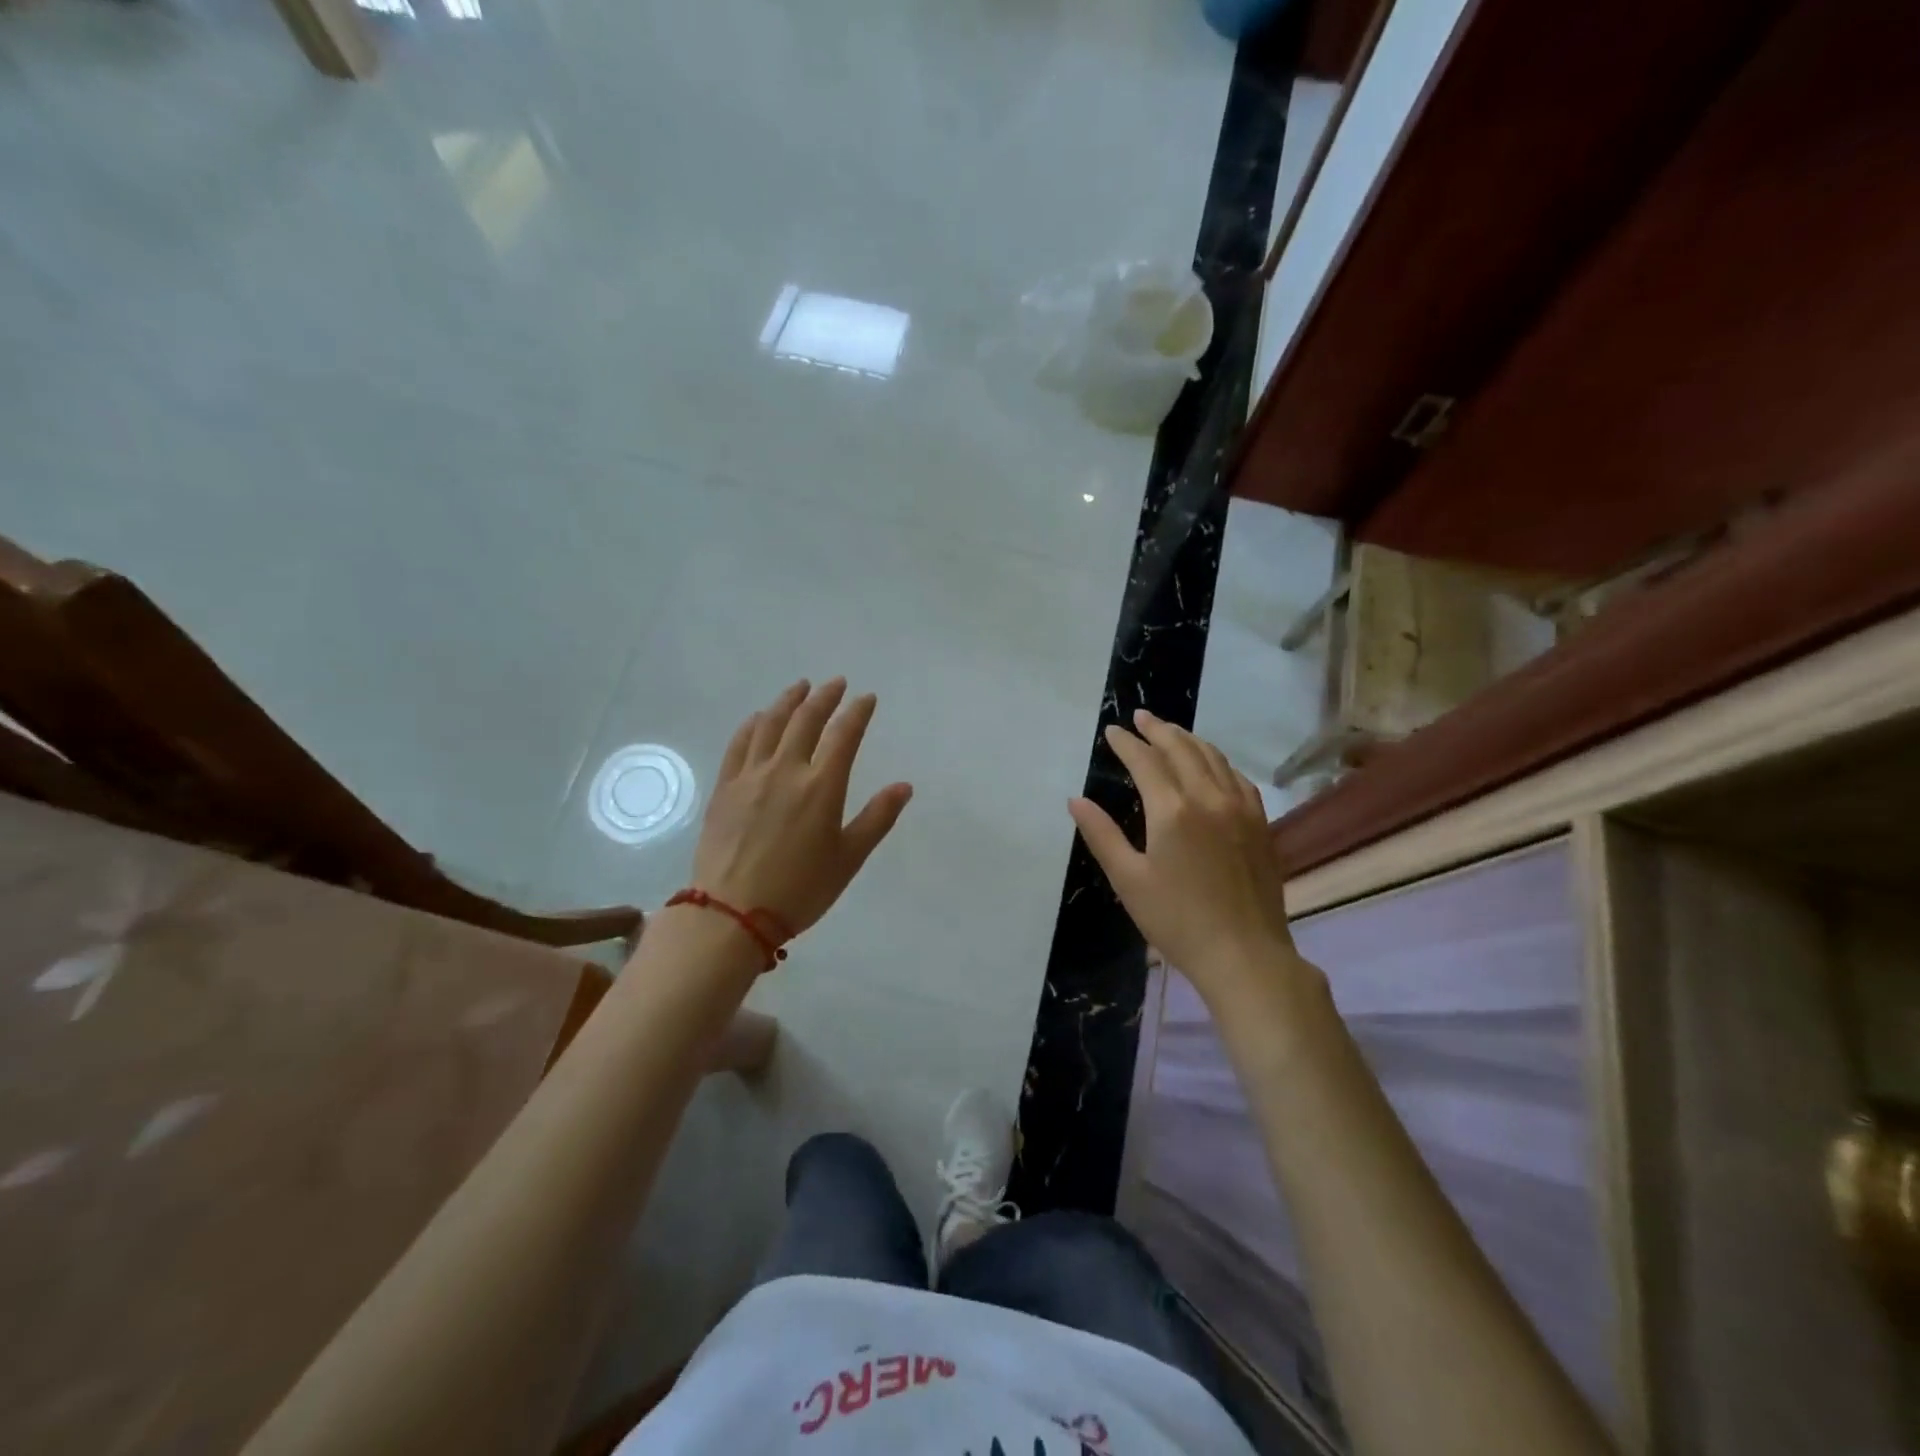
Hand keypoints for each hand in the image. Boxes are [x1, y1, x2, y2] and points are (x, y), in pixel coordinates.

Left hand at [691, 678, 911, 936]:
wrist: (732, 914)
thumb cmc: (800, 890)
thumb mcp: (849, 859)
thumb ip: (877, 818)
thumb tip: (904, 786)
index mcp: (822, 786)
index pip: (844, 735)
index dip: (858, 712)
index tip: (866, 698)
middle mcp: (786, 770)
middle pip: (806, 720)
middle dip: (825, 697)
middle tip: (836, 683)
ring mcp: (750, 776)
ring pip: (770, 724)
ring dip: (788, 701)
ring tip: (800, 687)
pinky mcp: (725, 787)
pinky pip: (739, 744)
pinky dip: (753, 724)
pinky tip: (759, 718)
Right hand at [1069, 710, 1299, 1004]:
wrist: (1244, 954)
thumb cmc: (1177, 920)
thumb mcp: (1128, 880)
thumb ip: (1101, 834)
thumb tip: (1075, 801)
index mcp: (1172, 810)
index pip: (1145, 761)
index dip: (1126, 743)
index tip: (1111, 731)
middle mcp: (1208, 797)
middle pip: (1182, 748)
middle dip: (1158, 729)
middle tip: (1140, 717)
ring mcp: (1240, 808)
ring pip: (1213, 757)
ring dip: (1189, 739)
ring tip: (1171, 731)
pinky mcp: (1259, 823)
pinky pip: (1238, 777)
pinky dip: (1219, 761)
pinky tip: (1212, 764)